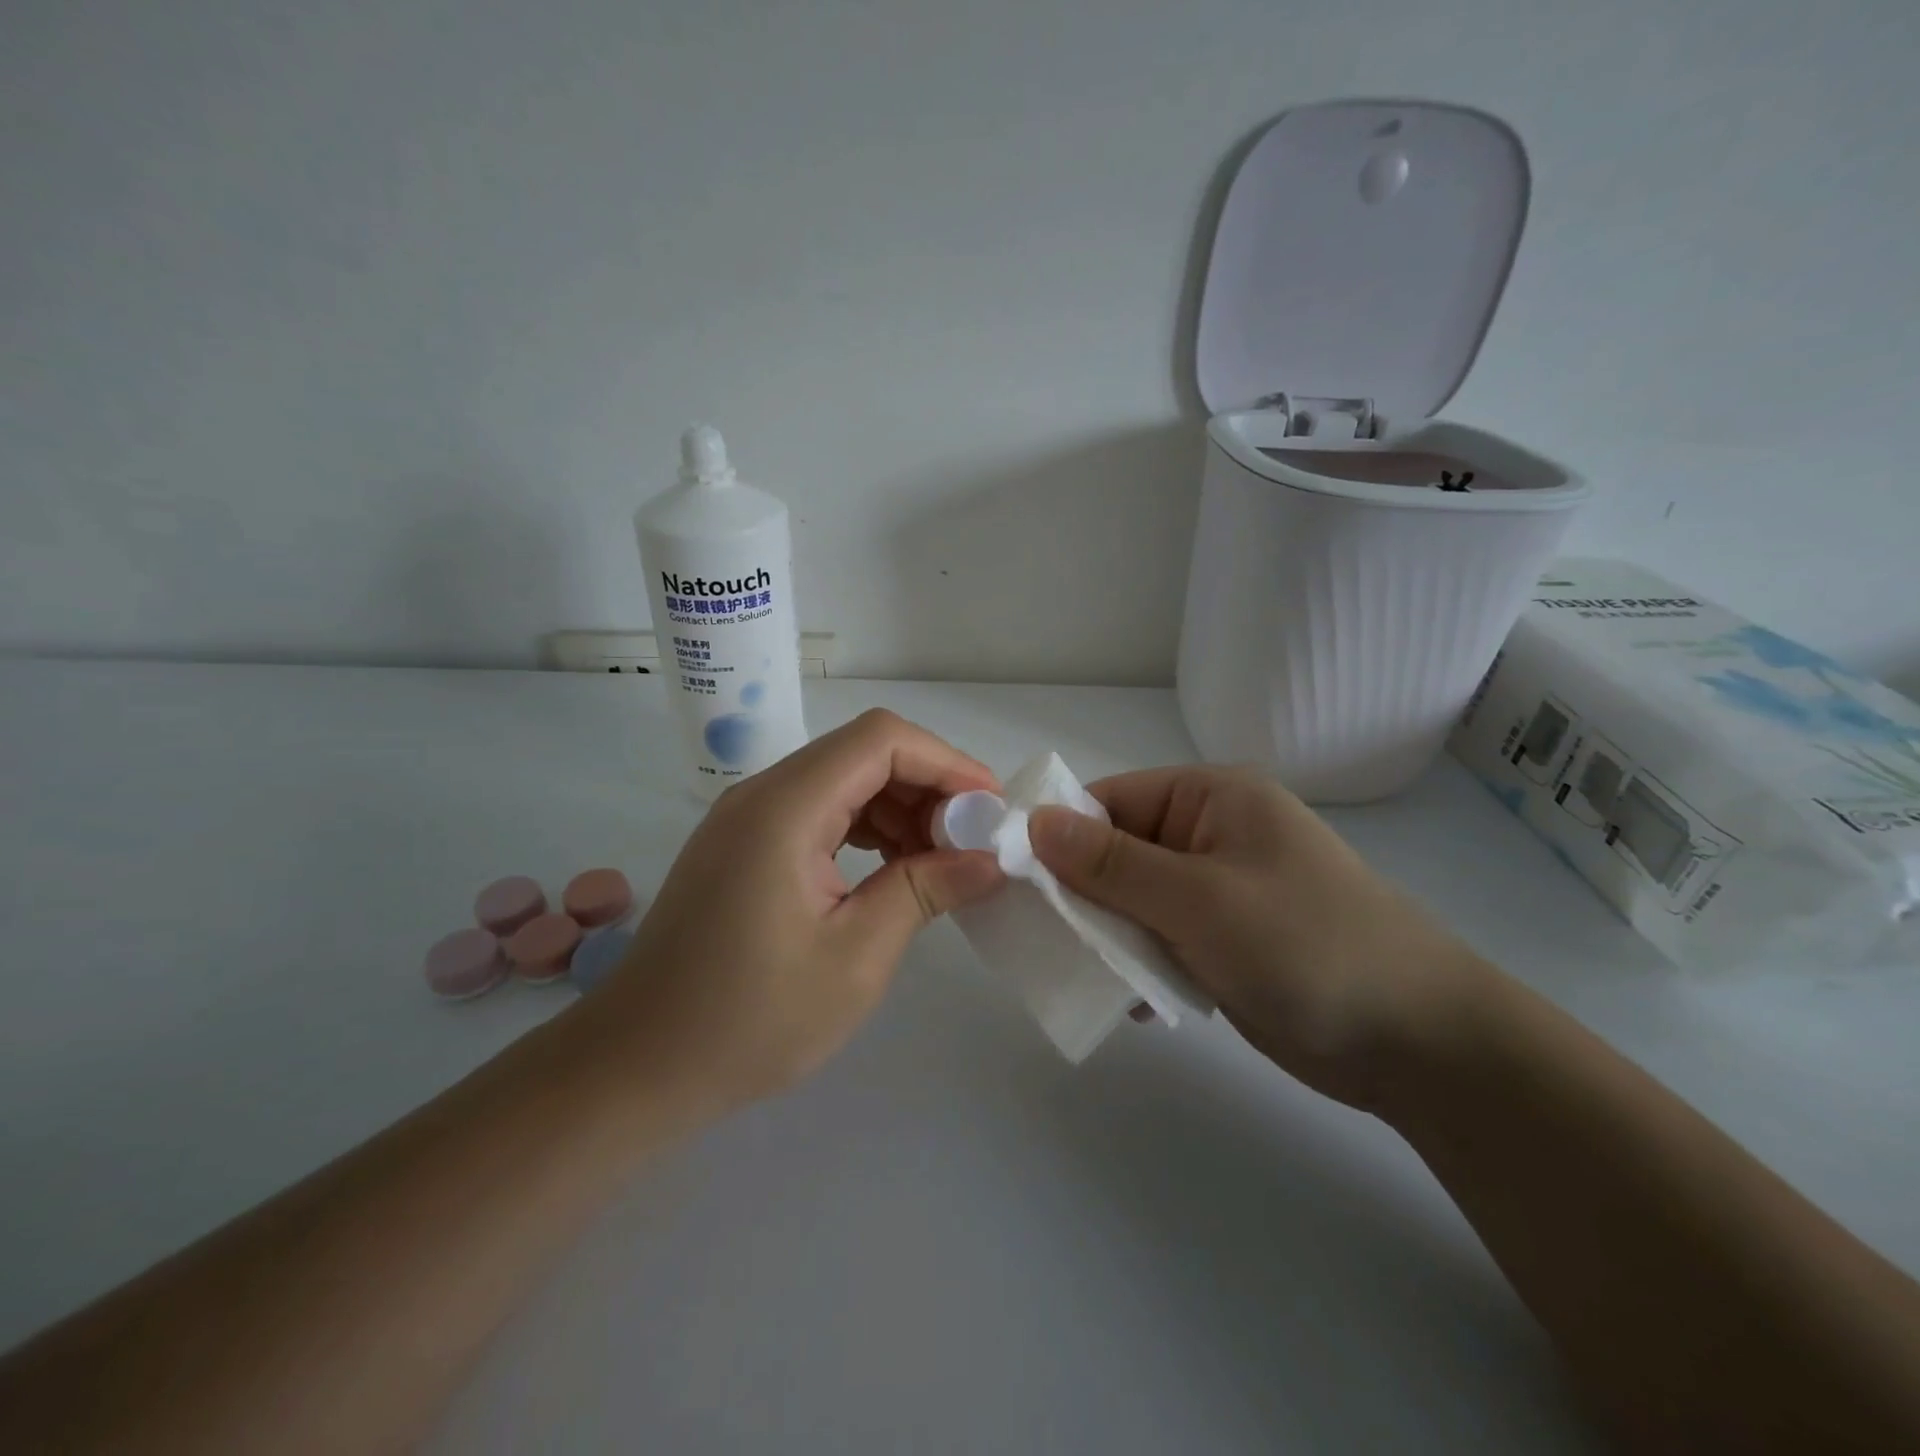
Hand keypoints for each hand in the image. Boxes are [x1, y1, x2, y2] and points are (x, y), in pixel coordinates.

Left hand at [597, 710, 1004, 1110]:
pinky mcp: (743, 844)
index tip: (990, 809)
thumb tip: (989, 858)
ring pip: (843, 779)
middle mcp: (762, 794)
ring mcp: (747, 817)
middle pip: (863, 752)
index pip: (880, 739)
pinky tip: (891, 868)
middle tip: (970, 842)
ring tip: (938, 861)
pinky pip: (818, 810)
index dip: (946, 761)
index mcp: (784, 808)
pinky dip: (865, 827)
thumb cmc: (749, 1020)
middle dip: (927, 786)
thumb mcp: (856, 958)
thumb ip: (925, 891)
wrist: (637, 1066)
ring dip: (899, 807)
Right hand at [1027, 766, 1484, 1108]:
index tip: (1018, 882)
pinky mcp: (1224, 940)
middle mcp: (1211, 835)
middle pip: (1118, 851)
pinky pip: (1160, 938)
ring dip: (1109, 935)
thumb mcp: (1200, 899)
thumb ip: (1113, 864)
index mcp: (1211, 799)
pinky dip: (1140, 964)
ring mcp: (1219, 890)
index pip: (1111, 801)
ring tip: (1087, 975)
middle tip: (1045, 938)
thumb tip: (1035, 823)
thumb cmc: (1307, 947)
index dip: (1061, 835)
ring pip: (1134, 900)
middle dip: (1083, 894)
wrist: (1419, 1044)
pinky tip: (1134, 1003)